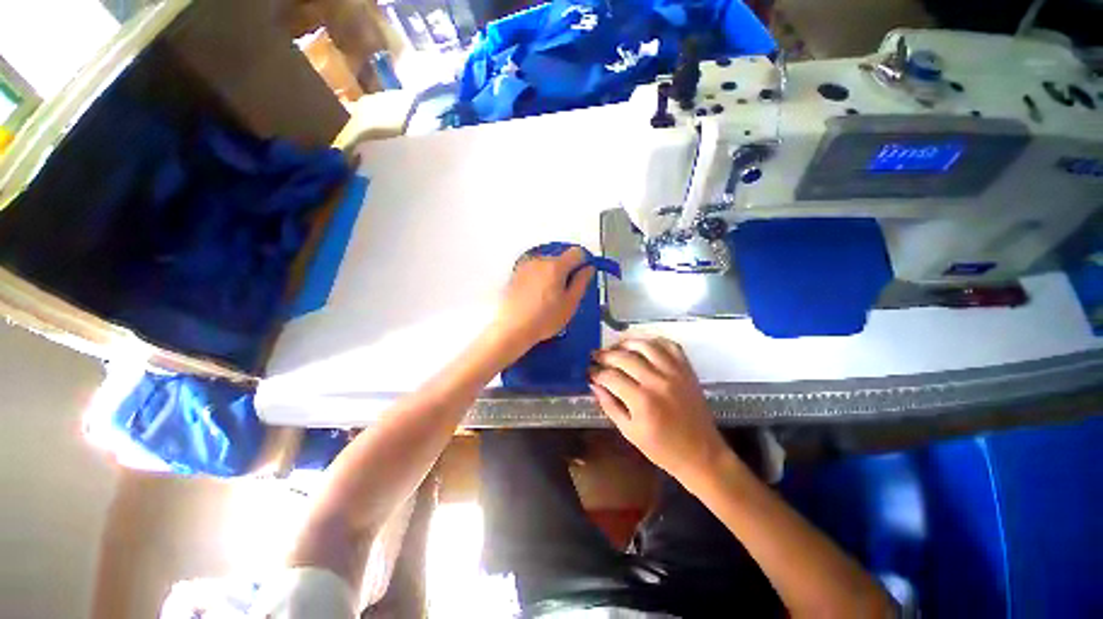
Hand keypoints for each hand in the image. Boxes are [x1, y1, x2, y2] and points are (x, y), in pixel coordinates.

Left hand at [494, 246, 593, 348]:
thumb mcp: (570, 303)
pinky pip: (534, 271)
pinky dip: (539, 279)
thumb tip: (588, 269)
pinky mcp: (515, 274)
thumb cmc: (543, 319)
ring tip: (549, 298)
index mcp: (555, 266)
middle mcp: (539, 260)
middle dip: (567, 271)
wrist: (512, 328)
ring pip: (547, 265)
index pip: (577, 252)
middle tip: (566, 294)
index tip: (583, 276)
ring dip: (552, 275)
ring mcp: (525, 266)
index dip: (584, 263)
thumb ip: (581, 282)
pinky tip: (537, 297)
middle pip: (560, 258)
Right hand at [589, 337, 728, 482]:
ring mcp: (675, 373)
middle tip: (596, 356)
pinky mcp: (687, 370)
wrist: (702, 454)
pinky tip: (642, 344)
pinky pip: (670, 345)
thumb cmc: (662, 449)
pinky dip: (654, 340)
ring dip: (626, 342)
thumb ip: (609, 405)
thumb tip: (594, 385)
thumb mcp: (629, 432)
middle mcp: (657, 381)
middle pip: (625, 357)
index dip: (596, 372)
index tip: (589, 372)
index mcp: (642, 401)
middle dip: (605, 355)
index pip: (611, 377)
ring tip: (615, 347)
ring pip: (645, 345)